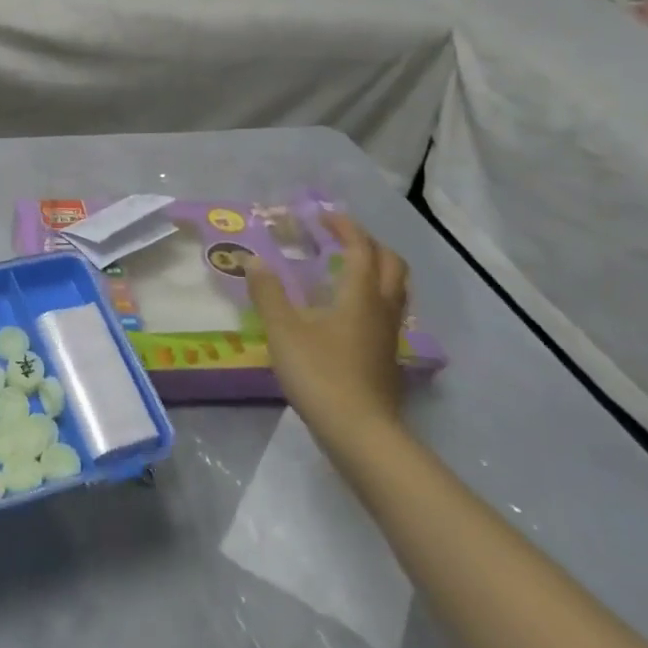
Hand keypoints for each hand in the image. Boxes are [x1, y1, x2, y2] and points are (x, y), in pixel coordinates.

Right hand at [249, 212, 410, 444]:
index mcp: (360, 295)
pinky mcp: (386, 356)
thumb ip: (268, 292)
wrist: (359, 431)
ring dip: (375, 268)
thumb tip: (253, 260)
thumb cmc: (320, 374)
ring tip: (344, 267)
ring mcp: (388, 334)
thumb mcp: (284, 330)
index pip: (361, 248)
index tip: (323, 216)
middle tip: (339, 238)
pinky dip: (371, 295)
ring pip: (394, 288)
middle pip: (390, 263)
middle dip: (367, 243)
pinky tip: (345, 309)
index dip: (344, 228)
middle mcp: (381, 308)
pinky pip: (386, 310)